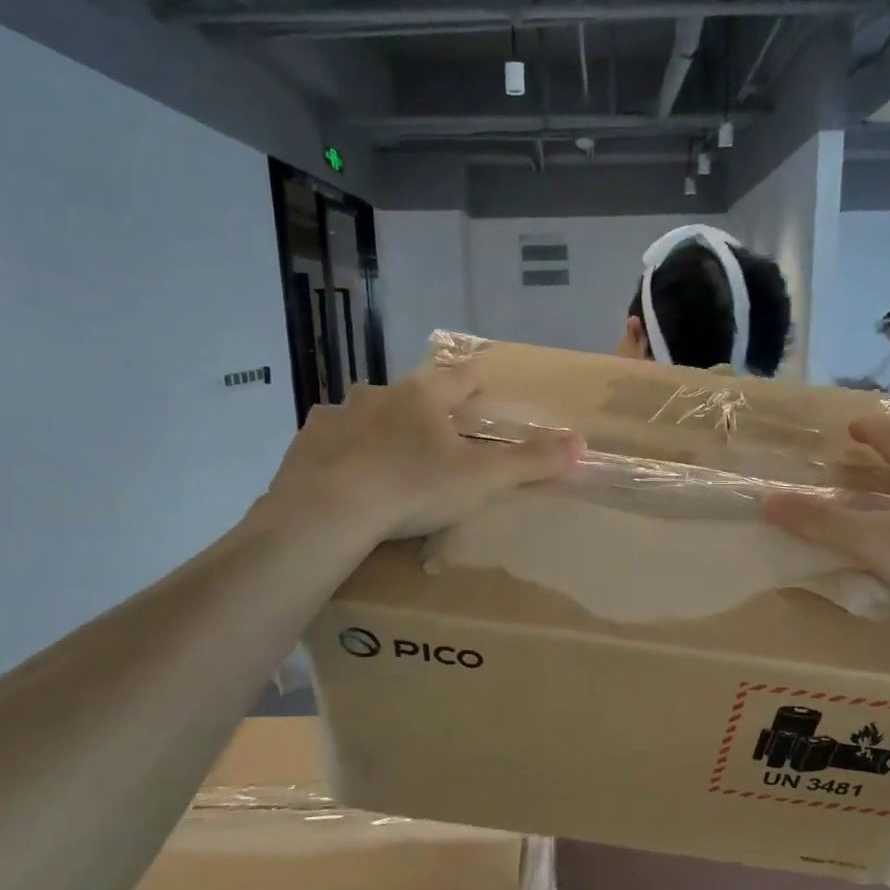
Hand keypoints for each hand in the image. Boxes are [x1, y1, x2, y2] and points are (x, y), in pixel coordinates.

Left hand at [257, 363, 581, 542]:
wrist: (328, 512)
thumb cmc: (414, 489)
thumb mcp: (482, 479)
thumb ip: (532, 462)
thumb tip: (582, 444)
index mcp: (424, 397)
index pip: (460, 377)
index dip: (477, 381)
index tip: (483, 386)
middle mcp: (380, 394)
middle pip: (413, 393)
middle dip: (427, 409)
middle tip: (439, 435)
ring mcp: (338, 416)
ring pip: (369, 413)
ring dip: (383, 427)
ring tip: (392, 456)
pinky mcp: (307, 442)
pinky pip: (332, 438)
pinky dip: (345, 450)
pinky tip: (348, 473)